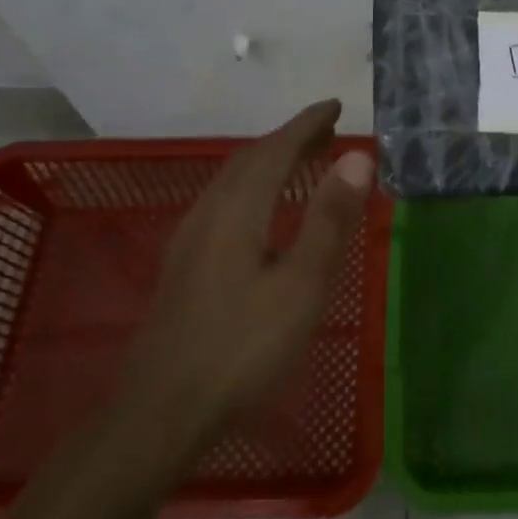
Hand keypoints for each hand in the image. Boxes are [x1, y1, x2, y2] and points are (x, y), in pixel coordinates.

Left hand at [114, 99, 372, 456]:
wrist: (161, 411)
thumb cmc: (242, 348)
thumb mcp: (301, 285)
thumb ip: (329, 220)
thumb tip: (356, 158)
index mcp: (238, 210)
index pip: (275, 149)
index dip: (306, 124)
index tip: (335, 106)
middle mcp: (209, 212)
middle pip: (250, 159)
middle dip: (290, 138)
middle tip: (328, 131)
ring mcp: (190, 239)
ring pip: (233, 180)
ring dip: (270, 161)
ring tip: (302, 161)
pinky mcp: (184, 264)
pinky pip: (224, 201)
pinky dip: (253, 186)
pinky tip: (262, 211)